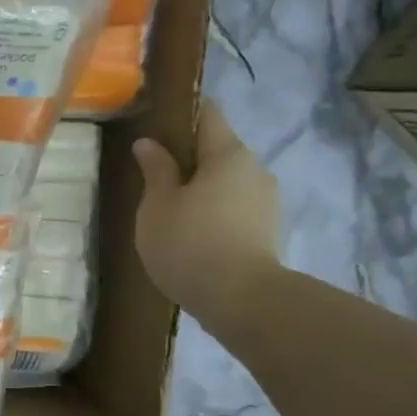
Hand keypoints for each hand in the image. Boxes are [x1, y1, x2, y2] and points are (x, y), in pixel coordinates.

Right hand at [132, 99, 280, 332]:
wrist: (242, 301)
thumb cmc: (190, 243)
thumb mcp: (157, 205)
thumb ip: (155, 170)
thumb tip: (149, 144)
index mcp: (228, 154)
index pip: (208, 114)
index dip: (183, 115)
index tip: (157, 125)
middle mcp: (255, 169)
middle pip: (219, 150)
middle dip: (189, 159)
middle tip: (154, 178)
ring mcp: (266, 201)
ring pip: (227, 182)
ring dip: (201, 189)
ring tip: (170, 211)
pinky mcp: (267, 230)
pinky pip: (235, 208)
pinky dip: (214, 212)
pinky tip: (192, 234)